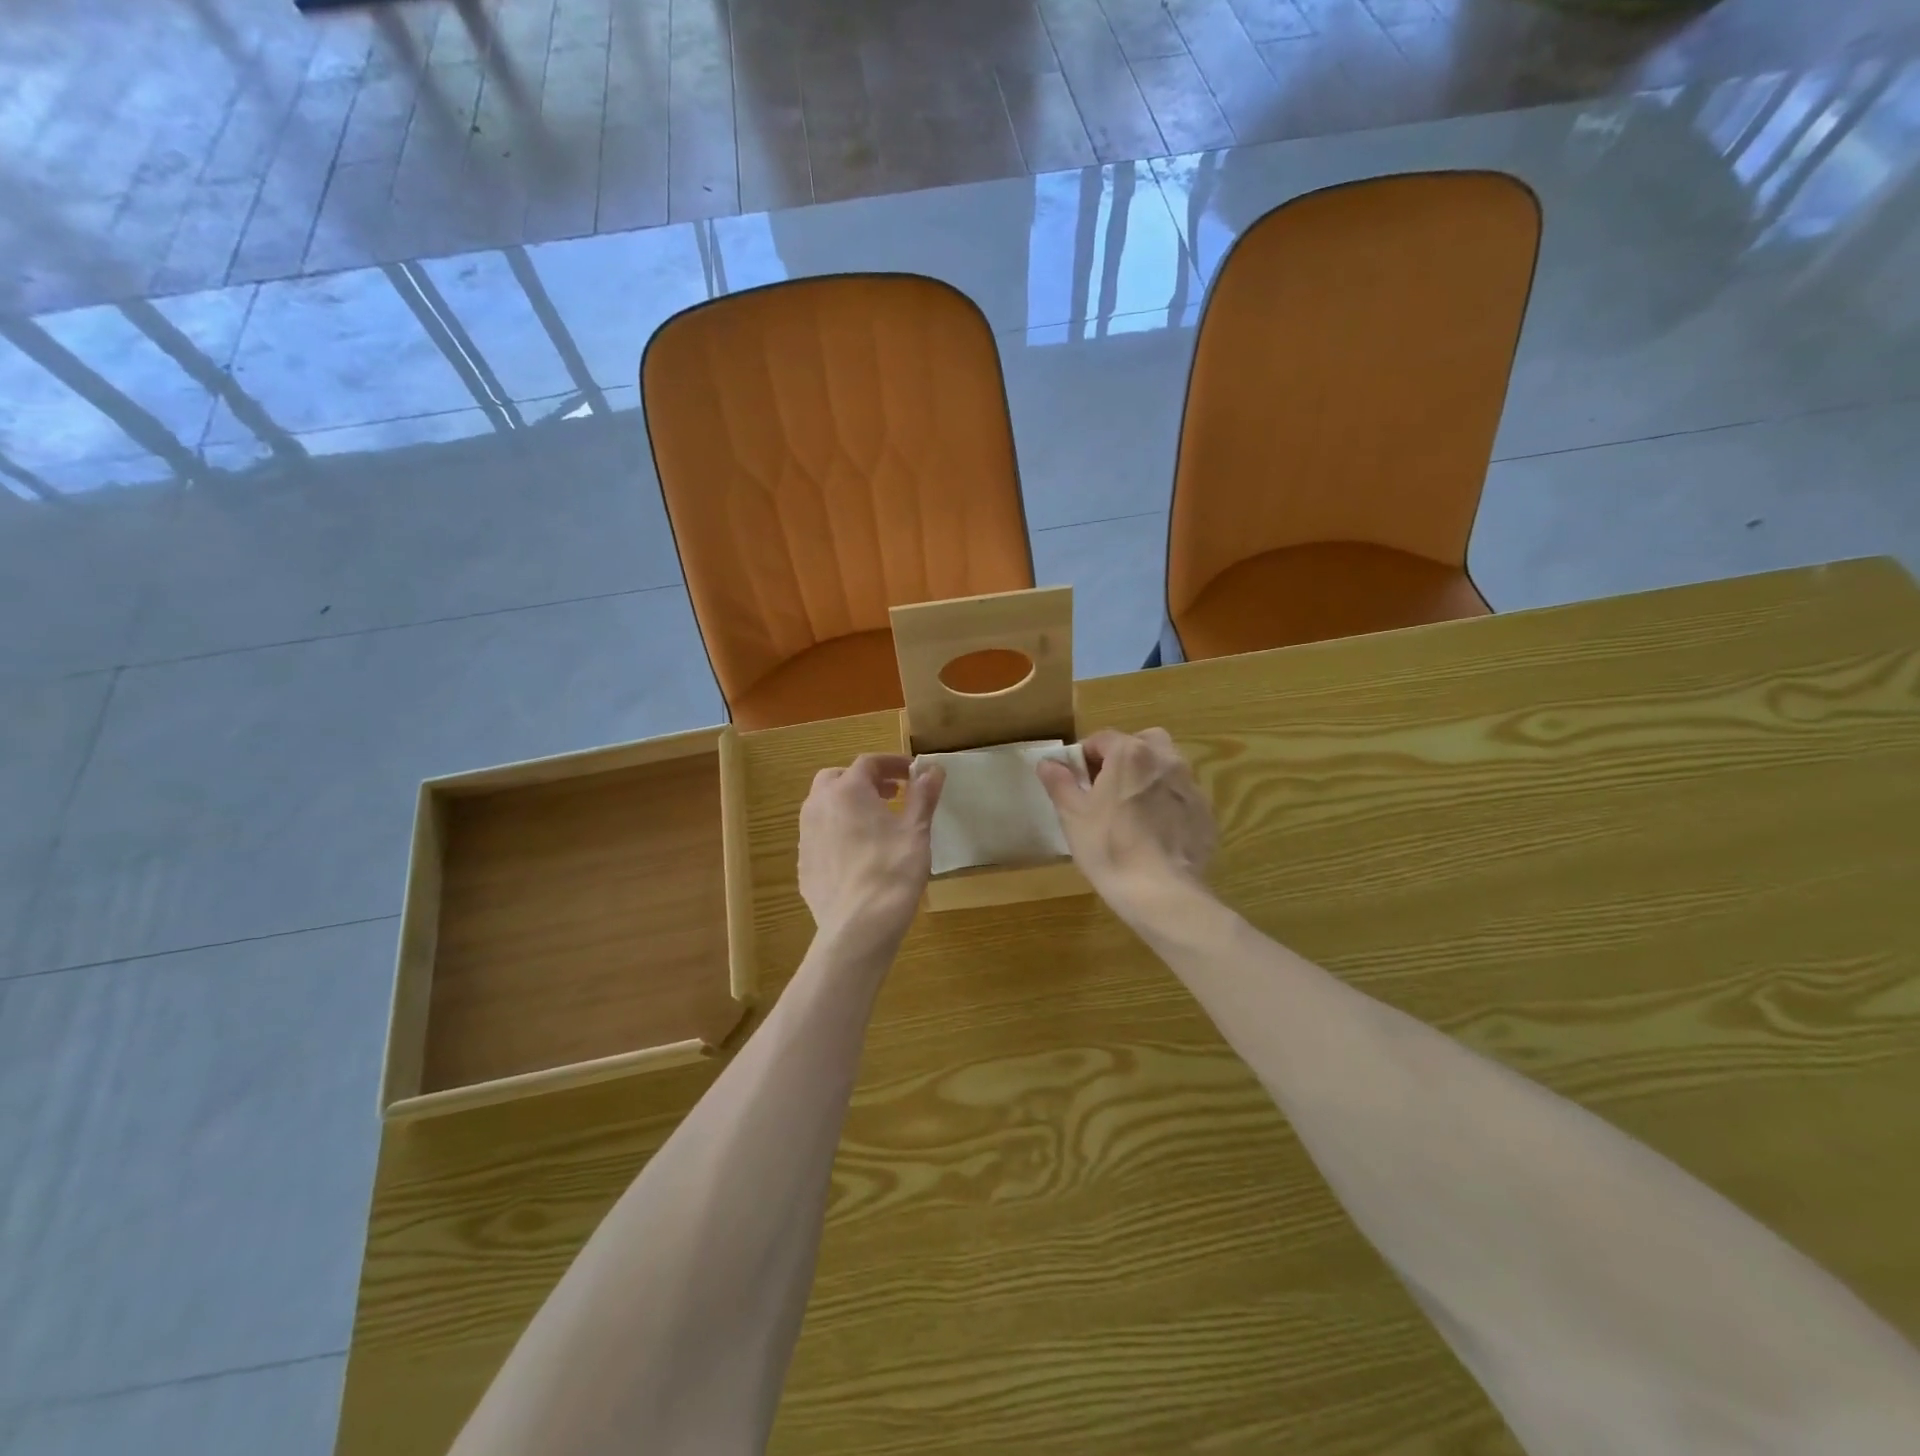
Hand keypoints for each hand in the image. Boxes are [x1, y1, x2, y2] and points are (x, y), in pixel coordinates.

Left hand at [798, 754, 944, 944]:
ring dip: (848, 804)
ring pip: (823, 806)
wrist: (859, 926)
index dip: (892, 764)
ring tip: (875, 822)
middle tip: (891, 794)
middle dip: (864, 780)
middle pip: (837, 778)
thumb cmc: (893, 871)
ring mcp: (806, 836)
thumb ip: (923, 796)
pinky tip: (859, 853)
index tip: (913, 774)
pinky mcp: (804, 864)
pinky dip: (838, 831)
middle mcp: (819, 806)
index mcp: (847, 791)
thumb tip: (933, 769)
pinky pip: (820, 835)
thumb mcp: (916, 830)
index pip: (868, 763)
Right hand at [1036, 729, 1215, 917]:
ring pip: (1166, 767)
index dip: (1084, 757)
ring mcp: (1191, 786)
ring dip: (1148, 777)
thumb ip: (1059, 783)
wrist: (1161, 893)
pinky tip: (1156, 832)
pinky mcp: (1206, 814)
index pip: (1102, 739)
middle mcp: (1166, 760)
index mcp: (1131, 754)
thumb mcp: (1073, 816)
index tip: (1077, 781)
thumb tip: (1048, 762)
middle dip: (1123, 757)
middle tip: (1107, 788)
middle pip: (1142, 743)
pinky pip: (1182, 796)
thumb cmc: (1109, 848)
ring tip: (1133, 810)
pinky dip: (1168, 803)